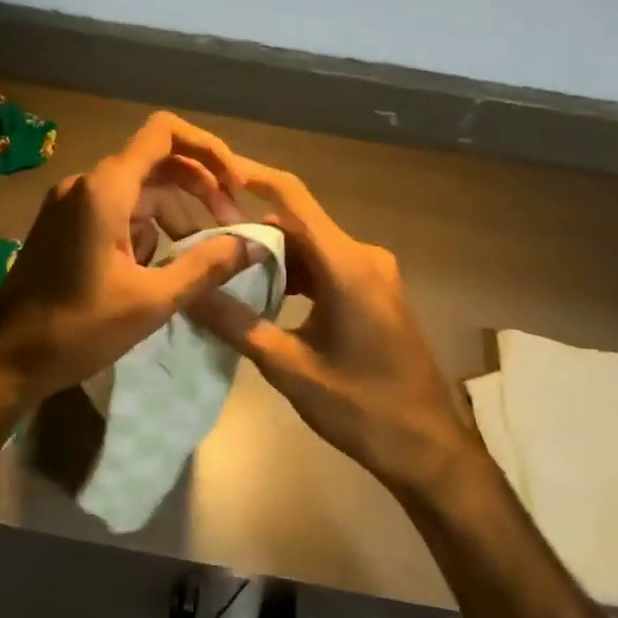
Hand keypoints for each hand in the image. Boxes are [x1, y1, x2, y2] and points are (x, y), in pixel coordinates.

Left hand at [0, 112, 258, 418]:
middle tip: (231, 227)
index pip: (164, 134)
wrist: (6, 359)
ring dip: (175, 215)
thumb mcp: (152, 300)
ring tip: (202, 256)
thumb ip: (207, 266)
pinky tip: (160, 269)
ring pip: (139, 191)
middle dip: (199, 188)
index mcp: (105, 189)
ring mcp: (71, 204)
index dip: (208, 149)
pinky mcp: (64, 225)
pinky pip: (117, 211)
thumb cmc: (78, 328)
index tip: (235, 187)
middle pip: (156, 162)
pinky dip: (147, 230)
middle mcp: (85, 184)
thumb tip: (254, 244)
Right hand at [187, 158, 480, 500]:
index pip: (292, 197)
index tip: (213, 169)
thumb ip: (237, 325)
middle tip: (202, 244)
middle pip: (297, 224)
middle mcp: (363, 256)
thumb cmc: (363, 408)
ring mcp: (373, 273)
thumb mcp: (291, 369)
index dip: (252, 176)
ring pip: (310, 247)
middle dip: (250, 231)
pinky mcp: (374, 291)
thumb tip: (188, 293)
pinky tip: (264, 297)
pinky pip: (326, 266)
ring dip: (271, 257)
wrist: (429, 448)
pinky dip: (294, 275)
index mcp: (347, 265)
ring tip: (223, 273)